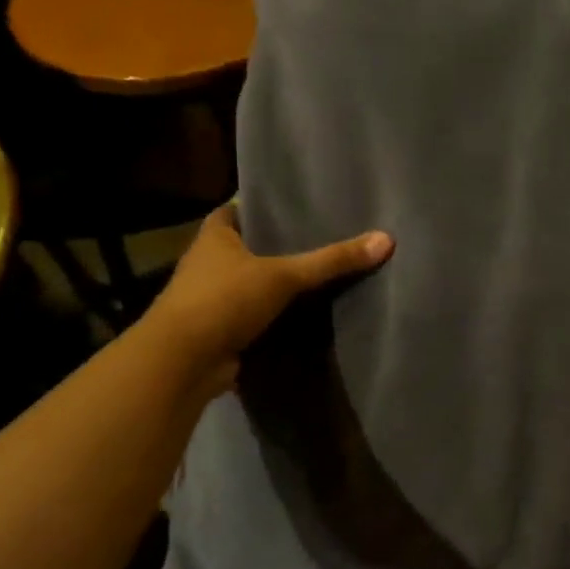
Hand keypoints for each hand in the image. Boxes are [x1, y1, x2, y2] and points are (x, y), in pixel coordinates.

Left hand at [145, 205, 392, 394]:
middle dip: (275, 245)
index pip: (236, 209)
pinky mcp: (218, 331)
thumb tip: (387, 239)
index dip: (261, 206)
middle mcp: (207, 263)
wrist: (182, 363)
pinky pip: (252, 316)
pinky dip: (272, 316)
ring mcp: (210, 299)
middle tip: (319, 237)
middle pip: (246, 246)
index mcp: (214, 237)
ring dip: (273, 283)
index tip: (294, 205)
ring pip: (249, 283)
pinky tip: (304, 314)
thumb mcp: (285, 276)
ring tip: (318, 274)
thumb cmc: (224, 301)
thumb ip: (332, 260)